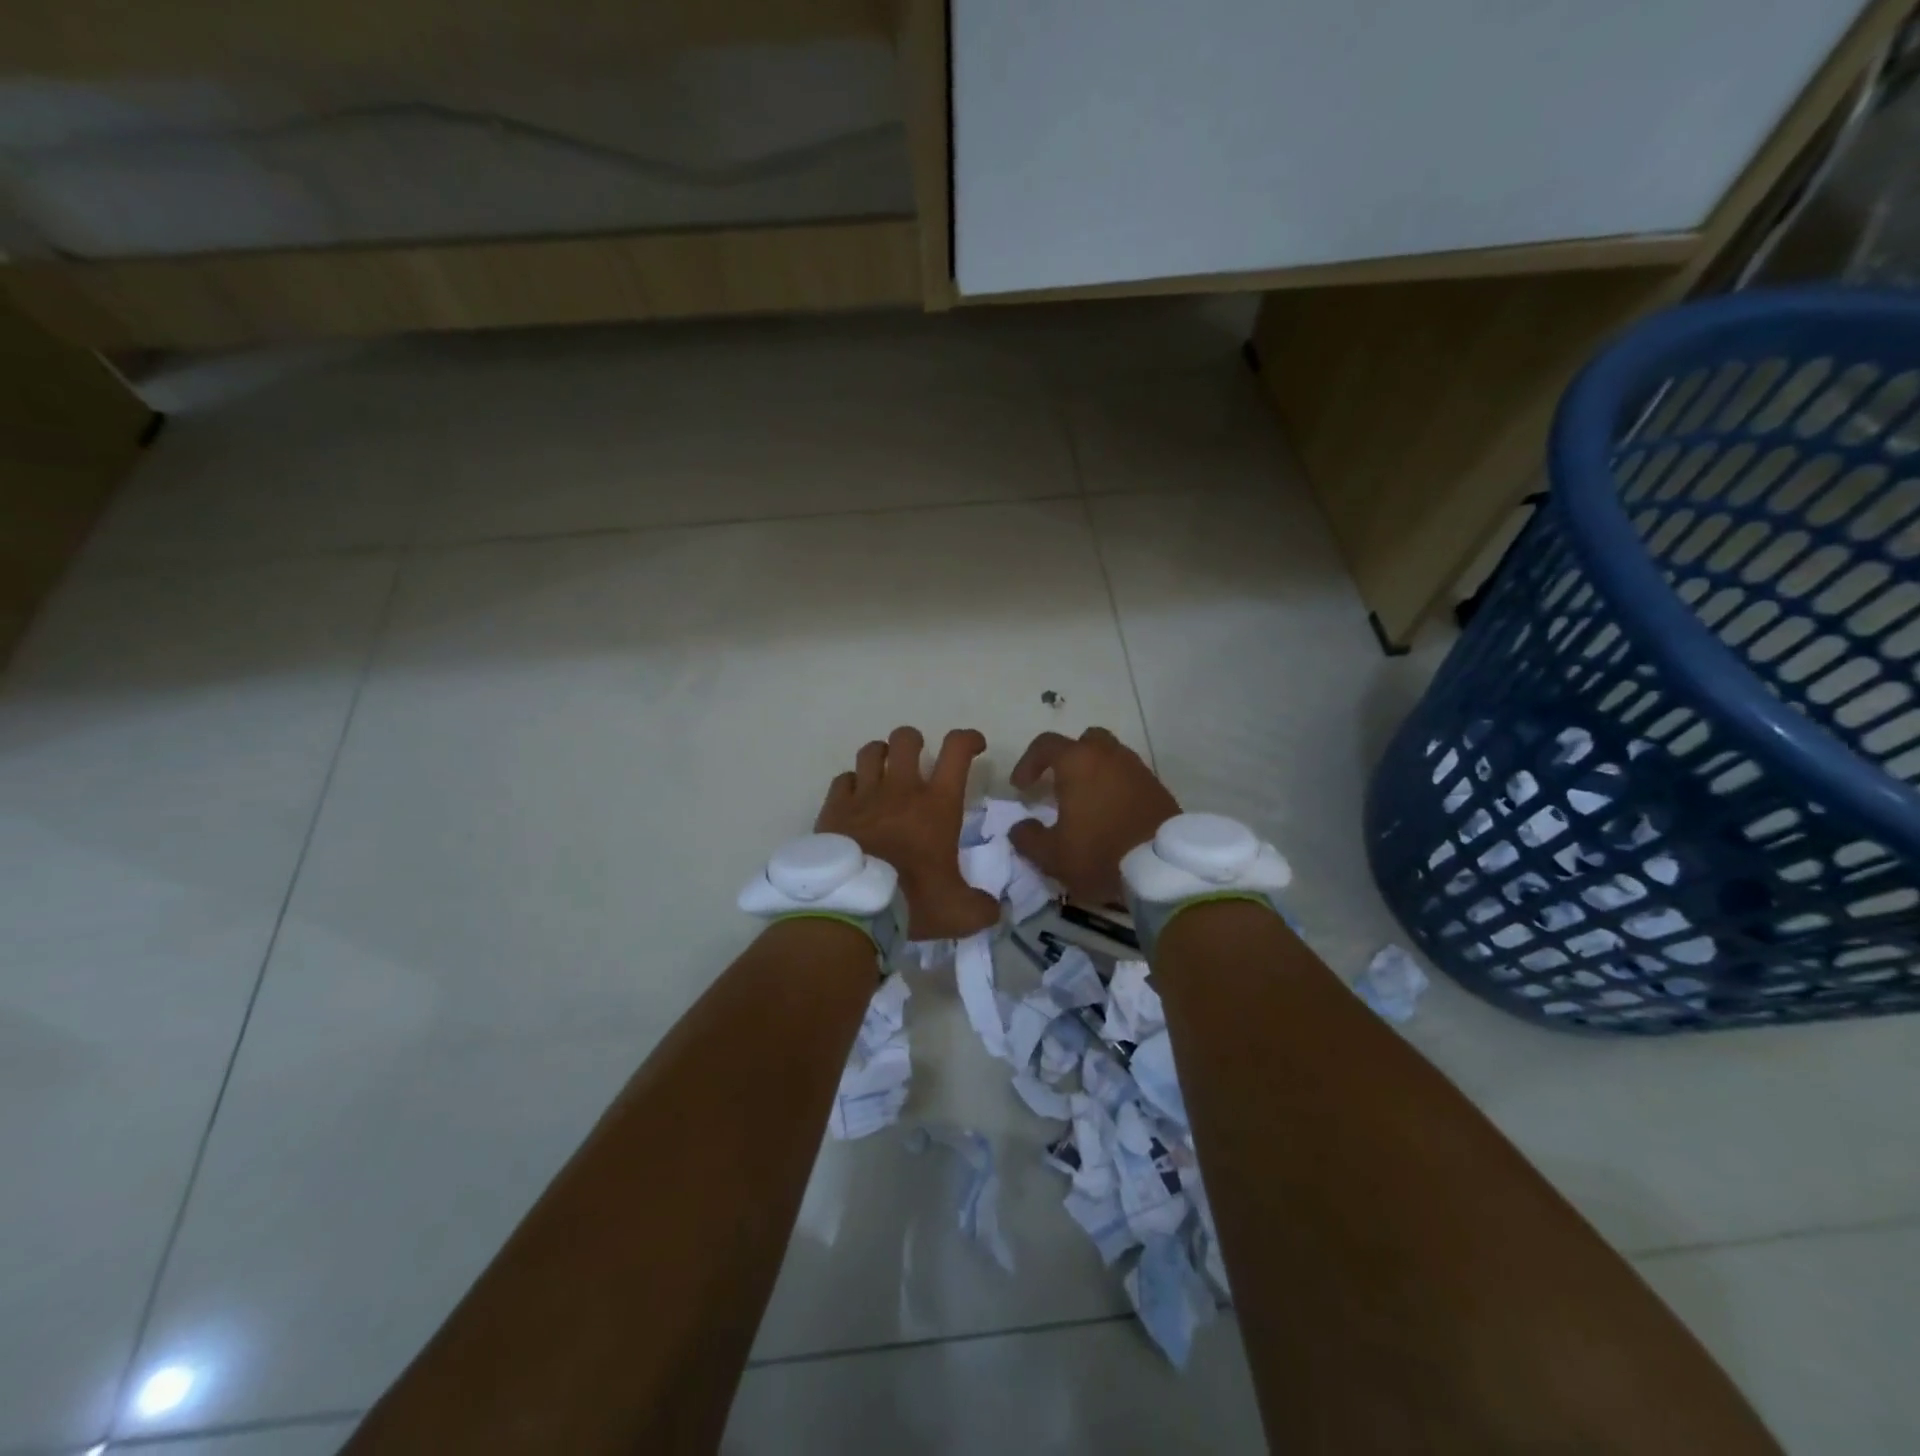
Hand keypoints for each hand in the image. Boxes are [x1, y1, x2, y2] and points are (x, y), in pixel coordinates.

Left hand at [815, 726, 1000, 939]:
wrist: (853, 907)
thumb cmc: (911, 901)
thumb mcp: (959, 913)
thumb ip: (980, 908)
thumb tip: (993, 910)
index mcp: (937, 805)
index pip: (956, 750)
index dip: (968, 739)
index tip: (974, 747)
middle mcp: (901, 789)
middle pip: (906, 739)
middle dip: (914, 742)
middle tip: (918, 761)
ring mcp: (864, 796)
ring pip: (871, 751)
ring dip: (881, 756)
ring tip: (885, 772)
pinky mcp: (835, 808)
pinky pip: (843, 779)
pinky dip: (851, 784)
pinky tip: (855, 800)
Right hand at [1007, 727, 1180, 905]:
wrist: (1163, 868)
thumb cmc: (1099, 853)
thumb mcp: (1052, 854)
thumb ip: (1028, 837)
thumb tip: (1020, 827)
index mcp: (1078, 762)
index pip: (1045, 745)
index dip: (1028, 762)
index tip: (1020, 788)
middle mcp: (1109, 756)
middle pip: (1085, 741)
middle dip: (1069, 758)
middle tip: (1059, 785)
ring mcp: (1138, 769)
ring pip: (1111, 758)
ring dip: (1096, 773)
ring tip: (1086, 803)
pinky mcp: (1158, 788)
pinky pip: (1130, 778)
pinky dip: (1117, 788)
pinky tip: (1111, 815)